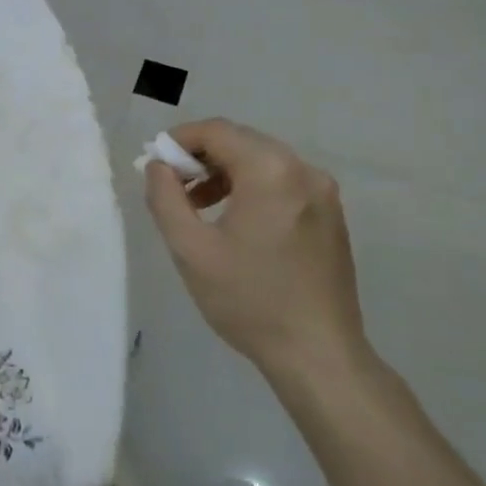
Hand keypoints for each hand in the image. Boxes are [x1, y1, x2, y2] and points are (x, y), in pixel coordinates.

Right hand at [143, 118, 366, 374]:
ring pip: (262, 161)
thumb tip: (159, 166)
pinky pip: (282, 182)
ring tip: (197, 205)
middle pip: (241, 141)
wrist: (319, 354)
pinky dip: (251, 187)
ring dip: (225, 172)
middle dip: (201, 156)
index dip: (179, 140)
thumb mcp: (191, 250)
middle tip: (172, 186)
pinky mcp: (330, 214)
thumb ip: (165, 198)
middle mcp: (303, 169)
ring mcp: (323, 192)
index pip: (217, 131)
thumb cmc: (249, 301)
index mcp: (271, 171)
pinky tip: (234, 220)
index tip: (155, 165)